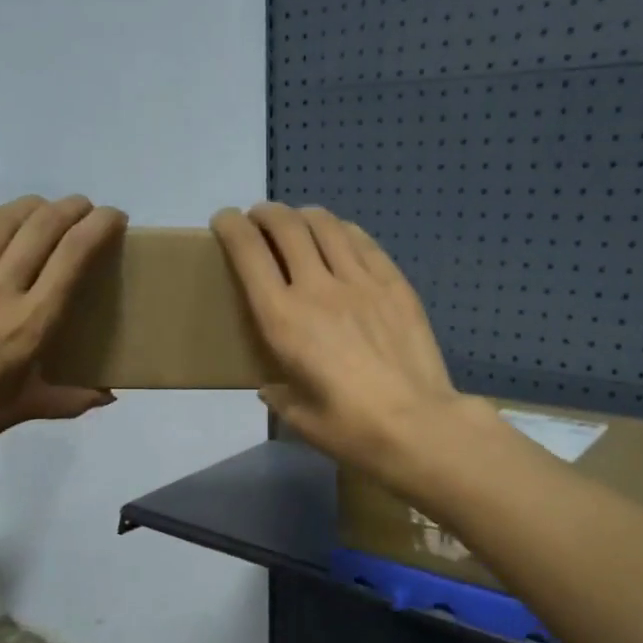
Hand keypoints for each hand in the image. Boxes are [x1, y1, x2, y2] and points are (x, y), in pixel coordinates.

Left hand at [0, 194, 125, 499]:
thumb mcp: (24, 410)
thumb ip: (71, 399)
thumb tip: (108, 396)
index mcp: (30, 324)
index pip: (72, 256)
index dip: (98, 227)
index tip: (115, 218)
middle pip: (41, 227)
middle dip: (71, 208)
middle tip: (86, 210)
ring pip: (2, 221)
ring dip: (31, 206)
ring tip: (46, 209)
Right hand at [212, 203, 489, 483]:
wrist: (418, 425)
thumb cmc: (350, 428)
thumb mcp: (298, 417)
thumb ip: (278, 394)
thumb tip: (272, 385)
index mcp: (283, 320)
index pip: (249, 254)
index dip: (231, 228)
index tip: (224, 221)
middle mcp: (317, 288)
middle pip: (286, 227)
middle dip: (265, 214)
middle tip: (259, 220)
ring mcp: (360, 281)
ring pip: (325, 225)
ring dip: (303, 215)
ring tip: (297, 223)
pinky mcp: (394, 284)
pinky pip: (362, 242)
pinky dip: (341, 230)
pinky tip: (339, 237)